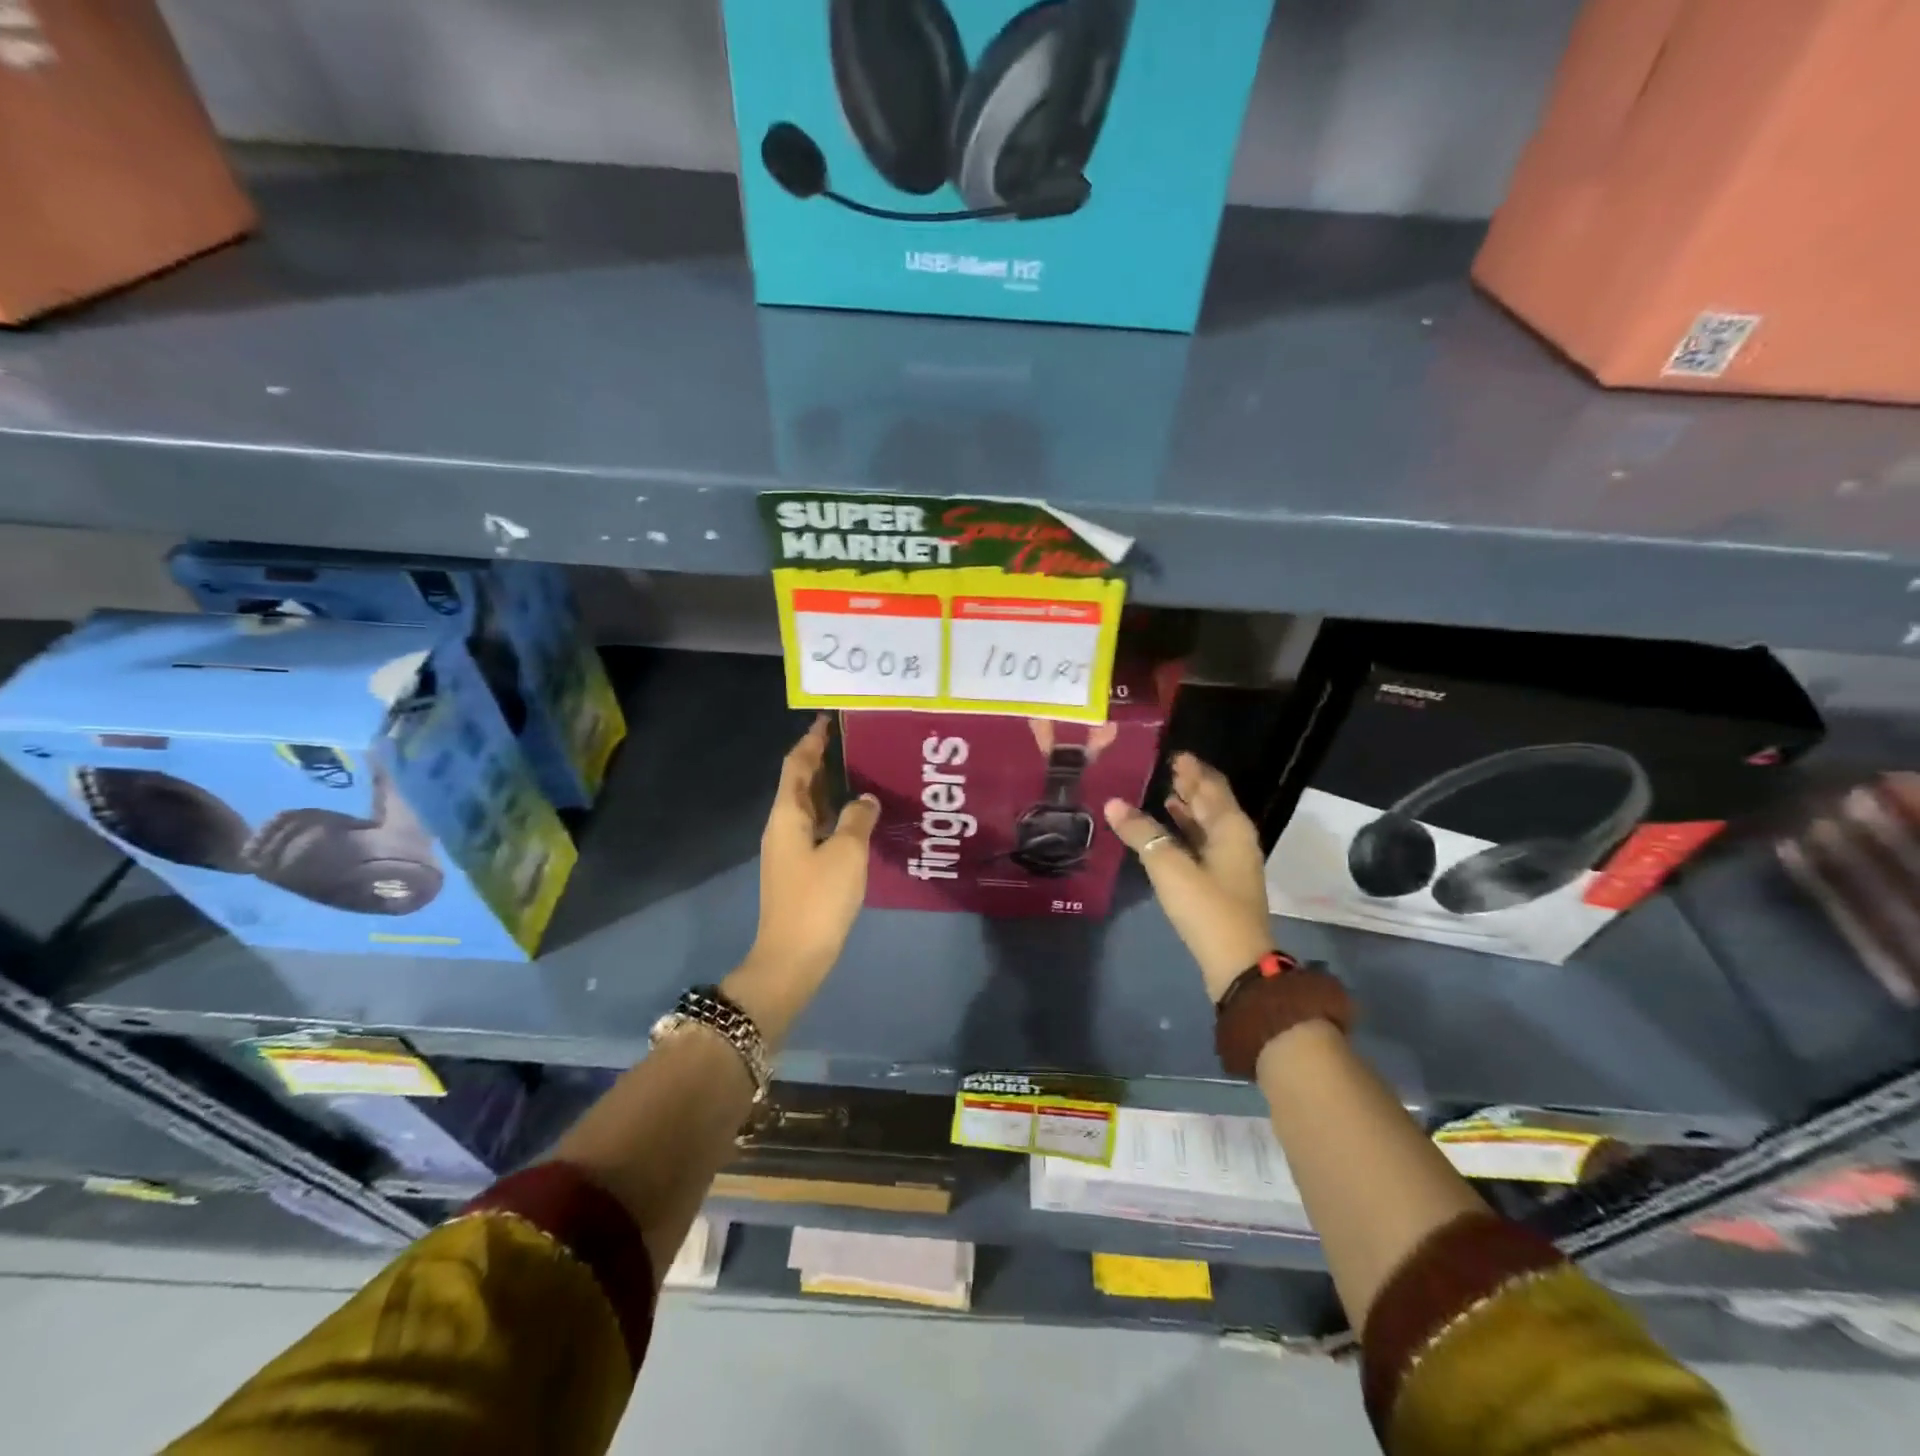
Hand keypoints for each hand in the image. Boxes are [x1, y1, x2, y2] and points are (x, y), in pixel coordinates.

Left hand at [736, 717, 878, 1027]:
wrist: (793, 957)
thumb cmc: (818, 899)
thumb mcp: (847, 853)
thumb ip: (858, 818)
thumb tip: (865, 799)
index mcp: (787, 815)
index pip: (796, 765)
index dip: (812, 741)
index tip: (829, 720)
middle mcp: (783, 827)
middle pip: (800, 783)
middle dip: (823, 761)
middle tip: (855, 743)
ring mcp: (789, 850)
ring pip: (810, 807)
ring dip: (830, 788)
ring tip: (861, 772)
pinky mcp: (800, 870)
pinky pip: (817, 829)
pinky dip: (834, 815)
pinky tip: (858, 817)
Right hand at [1105, 753, 1275, 1002]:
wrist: (1237, 963)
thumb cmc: (1207, 907)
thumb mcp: (1169, 866)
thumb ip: (1142, 833)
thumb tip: (1113, 803)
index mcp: (1230, 827)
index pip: (1212, 785)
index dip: (1193, 769)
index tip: (1173, 753)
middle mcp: (1235, 838)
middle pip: (1212, 803)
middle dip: (1190, 785)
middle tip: (1164, 768)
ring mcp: (1230, 862)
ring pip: (1207, 825)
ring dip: (1188, 809)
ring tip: (1162, 794)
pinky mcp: (1221, 882)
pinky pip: (1202, 844)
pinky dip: (1186, 832)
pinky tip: (1167, 833)